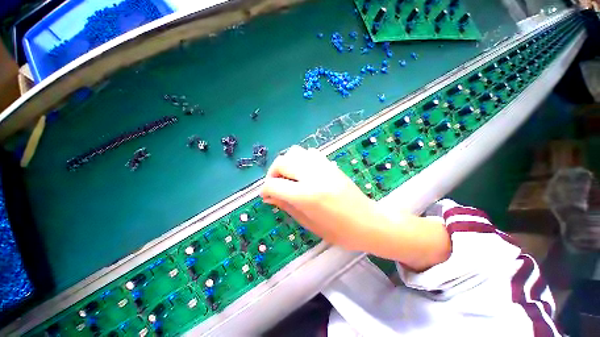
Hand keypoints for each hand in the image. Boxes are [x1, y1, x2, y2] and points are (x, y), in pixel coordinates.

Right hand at [260, 145, 378, 248]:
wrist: (368, 221)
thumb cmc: (339, 231)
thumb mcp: (308, 223)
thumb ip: (286, 206)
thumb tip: (269, 196)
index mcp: (306, 195)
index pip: (274, 185)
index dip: (265, 190)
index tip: (266, 196)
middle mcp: (313, 176)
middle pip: (282, 162)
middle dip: (272, 173)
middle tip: (276, 185)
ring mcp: (323, 166)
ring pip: (294, 152)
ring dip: (286, 163)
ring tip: (289, 177)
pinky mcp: (330, 164)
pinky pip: (309, 153)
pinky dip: (300, 159)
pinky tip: (304, 172)